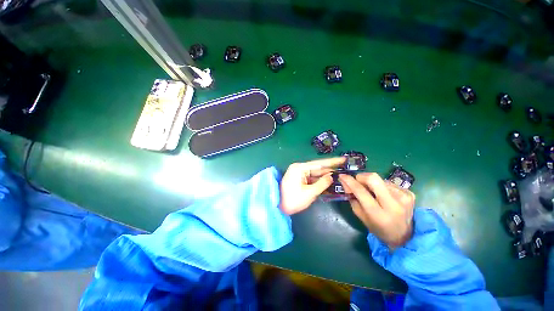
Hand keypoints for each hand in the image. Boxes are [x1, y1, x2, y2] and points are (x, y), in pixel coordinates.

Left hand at [280, 157, 345, 214]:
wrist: (278, 206)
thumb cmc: (292, 200)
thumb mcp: (309, 193)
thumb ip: (322, 184)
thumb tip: (332, 176)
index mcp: (299, 168)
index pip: (319, 163)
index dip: (332, 162)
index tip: (343, 159)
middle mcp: (299, 168)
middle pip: (318, 168)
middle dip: (330, 169)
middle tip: (345, 167)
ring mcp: (299, 174)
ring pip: (315, 174)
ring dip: (326, 175)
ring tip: (341, 174)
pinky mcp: (300, 179)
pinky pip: (312, 179)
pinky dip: (320, 181)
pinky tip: (330, 181)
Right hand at [339, 173, 414, 248]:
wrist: (405, 236)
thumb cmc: (379, 229)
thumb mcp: (362, 217)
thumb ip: (352, 199)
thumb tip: (346, 183)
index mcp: (379, 214)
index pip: (361, 192)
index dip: (350, 181)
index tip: (342, 176)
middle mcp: (393, 204)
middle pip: (373, 178)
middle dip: (361, 177)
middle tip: (358, 182)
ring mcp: (404, 197)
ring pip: (380, 180)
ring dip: (372, 184)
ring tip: (374, 193)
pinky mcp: (410, 193)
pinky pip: (388, 183)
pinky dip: (382, 187)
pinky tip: (384, 196)